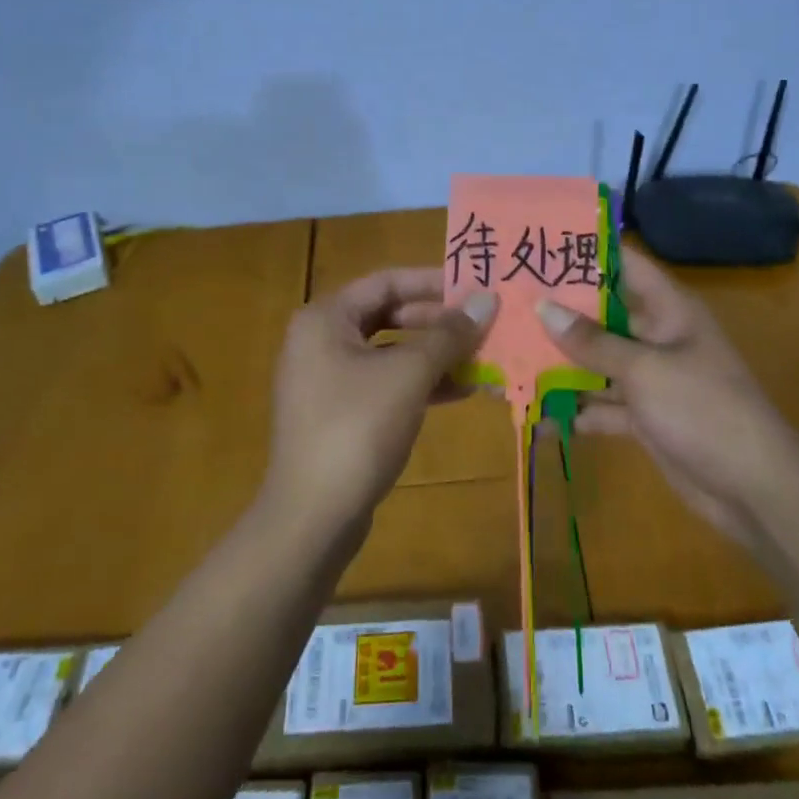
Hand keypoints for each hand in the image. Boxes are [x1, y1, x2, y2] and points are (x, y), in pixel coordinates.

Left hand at [263, 268, 497, 540]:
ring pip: (390, 352)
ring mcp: (328, 379)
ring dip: (435, 355)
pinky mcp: (339, 414)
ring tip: (483, 359)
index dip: (433, 281)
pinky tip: (461, 391)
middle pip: (388, 315)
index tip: (475, 287)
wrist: (312, 516)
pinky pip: (385, 383)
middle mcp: (321, 340)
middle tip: (483, 325)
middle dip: (438, 322)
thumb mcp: (409, 374)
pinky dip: (420, 383)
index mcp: (326, 318)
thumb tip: (486, 300)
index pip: (386, 281)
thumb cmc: (357, 428)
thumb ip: (448, 334)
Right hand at [537, 252, 787, 548]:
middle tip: (508, 304)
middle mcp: (657, 336)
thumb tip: (543, 307)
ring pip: (598, 362)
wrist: (752, 487)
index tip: (541, 247)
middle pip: (603, 315)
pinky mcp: (644, 416)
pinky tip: (538, 414)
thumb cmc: (702, 409)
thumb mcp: (644, 369)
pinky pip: (603, 404)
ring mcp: (651, 378)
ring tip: (510, 357)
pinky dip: (577, 409)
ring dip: (562, 364)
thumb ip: (592, 341)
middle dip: (560, 313)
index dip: (587, 253)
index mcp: (668, 310)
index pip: (625, 265)